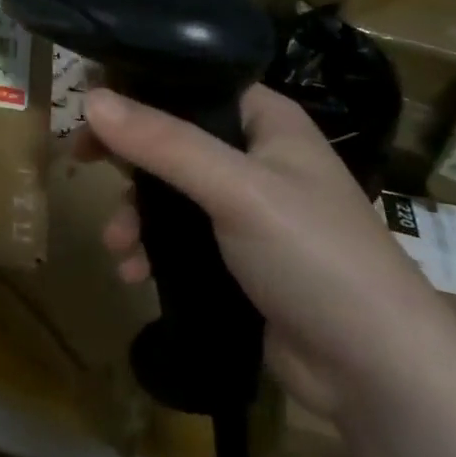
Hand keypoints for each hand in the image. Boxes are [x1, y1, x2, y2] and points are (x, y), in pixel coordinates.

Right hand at [85, 84, 455, 418]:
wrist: (376, 374)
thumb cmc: (313, 255)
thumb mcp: (235, 189)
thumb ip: (162, 142)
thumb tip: (90, 98)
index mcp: (267, 121)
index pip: (193, 83)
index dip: (140, 87)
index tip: (89, 100)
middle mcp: (257, 157)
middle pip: (173, 137)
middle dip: (128, 158)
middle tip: (80, 159)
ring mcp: (248, 211)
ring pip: (170, 192)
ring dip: (135, 214)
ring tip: (116, 245)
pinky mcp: (238, 259)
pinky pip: (179, 238)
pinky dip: (152, 250)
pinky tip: (133, 273)